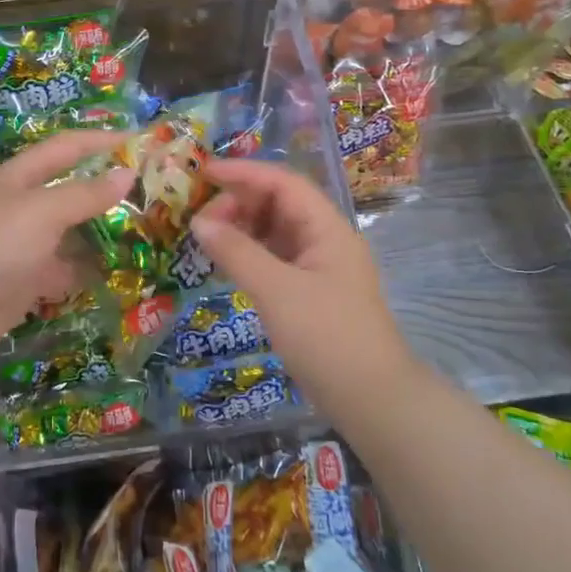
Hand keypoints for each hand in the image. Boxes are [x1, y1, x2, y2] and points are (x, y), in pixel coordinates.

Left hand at [0, 130, 134, 356]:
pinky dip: (87, 268)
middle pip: (70, 188)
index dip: (101, 140)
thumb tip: (128, 173)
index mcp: (21, 177)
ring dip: (101, 230)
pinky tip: (117, 270)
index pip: (66, 147)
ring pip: (71, 230)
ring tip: (143, 230)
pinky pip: (65, 267)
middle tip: (150, 190)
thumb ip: (86, 193)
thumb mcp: (44, 211)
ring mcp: (25, 243)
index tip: (140, 142)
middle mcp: (23, 205)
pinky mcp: (28, 277)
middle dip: (106, 187)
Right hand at [189, 158, 414, 404]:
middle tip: (200, 219)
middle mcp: (325, 239)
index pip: (283, 183)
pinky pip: (275, 257)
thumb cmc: (326, 337)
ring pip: (276, 231)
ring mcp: (319, 266)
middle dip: (239, 202)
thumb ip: (237, 252)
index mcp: (327, 228)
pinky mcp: (311, 291)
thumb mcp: (276, 291)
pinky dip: (249, 253)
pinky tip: (226, 262)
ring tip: (207, 238)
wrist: (371, 398)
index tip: (203, 173)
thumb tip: (199, 222)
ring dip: (242, 228)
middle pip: (279, 203)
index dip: (243, 173)